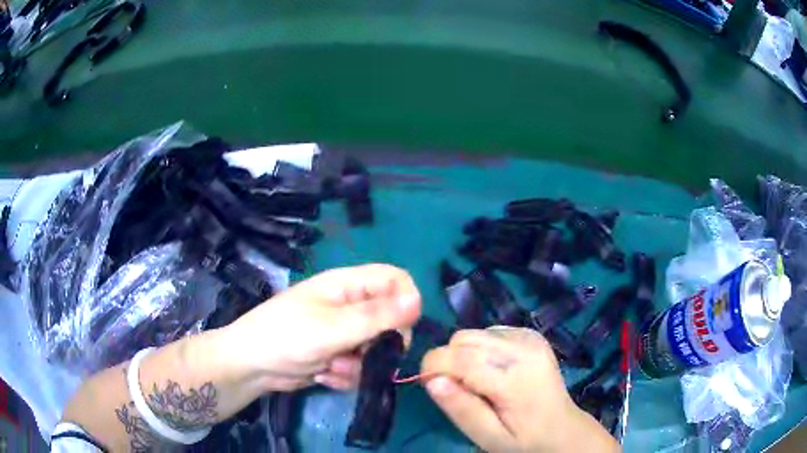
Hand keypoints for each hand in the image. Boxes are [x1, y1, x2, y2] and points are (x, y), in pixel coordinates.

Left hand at [221, 264, 421, 391]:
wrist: (252, 367)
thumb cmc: (286, 337)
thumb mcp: (333, 328)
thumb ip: (377, 316)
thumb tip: (418, 300)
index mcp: (348, 286)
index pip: (395, 280)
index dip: (405, 302)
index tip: (400, 330)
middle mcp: (350, 306)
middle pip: (391, 320)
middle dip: (379, 345)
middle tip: (363, 355)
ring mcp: (344, 332)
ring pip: (377, 349)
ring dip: (359, 365)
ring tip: (331, 367)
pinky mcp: (339, 355)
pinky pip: (362, 366)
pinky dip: (347, 375)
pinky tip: (324, 375)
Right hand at [421, 326, 619, 452]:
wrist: (562, 429)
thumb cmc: (524, 440)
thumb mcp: (489, 436)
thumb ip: (461, 409)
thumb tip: (431, 380)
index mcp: (514, 377)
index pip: (458, 357)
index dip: (433, 367)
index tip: (430, 386)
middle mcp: (523, 348)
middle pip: (463, 339)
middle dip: (448, 361)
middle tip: (459, 390)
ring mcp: (530, 337)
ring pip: (473, 333)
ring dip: (464, 355)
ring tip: (480, 382)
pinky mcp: (531, 333)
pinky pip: (489, 332)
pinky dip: (481, 349)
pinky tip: (495, 371)